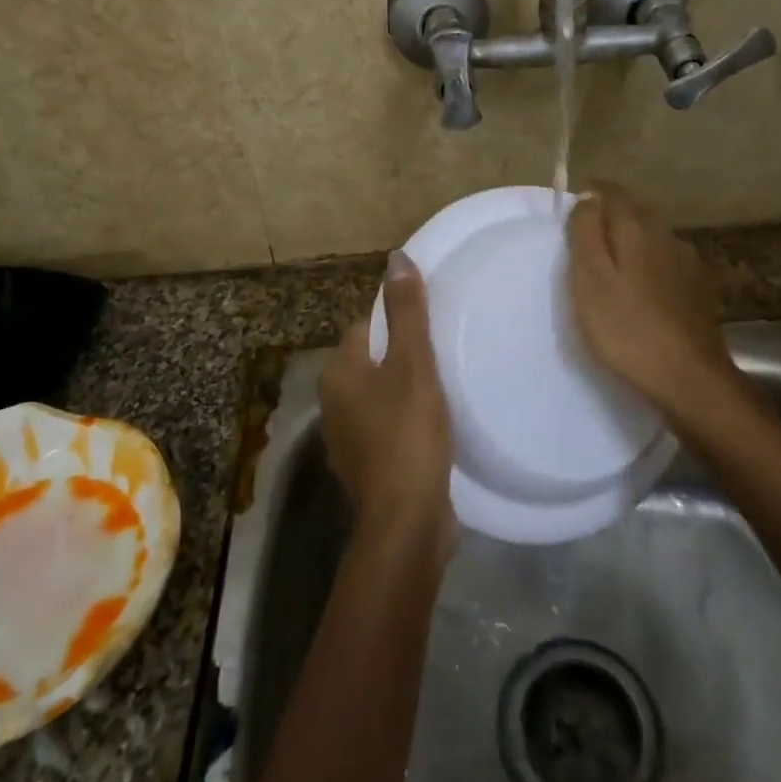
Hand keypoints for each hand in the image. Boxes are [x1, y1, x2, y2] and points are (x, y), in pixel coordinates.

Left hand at [320, 252, 456, 549]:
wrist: (406, 523)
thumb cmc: (407, 434)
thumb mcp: (413, 365)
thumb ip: (406, 313)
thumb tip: (396, 258)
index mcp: (339, 375)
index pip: (365, 328)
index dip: (395, 320)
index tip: (430, 322)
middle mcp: (334, 405)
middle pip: (371, 362)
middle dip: (402, 355)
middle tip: (444, 349)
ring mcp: (349, 440)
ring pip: (380, 397)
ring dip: (406, 389)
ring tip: (446, 383)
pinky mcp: (369, 468)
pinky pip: (389, 428)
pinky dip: (408, 421)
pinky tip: (436, 425)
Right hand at [567, 183, 739, 415]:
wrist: (689, 379)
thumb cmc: (626, 328)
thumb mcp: (590, 279)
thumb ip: (586, 233)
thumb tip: (588, 198)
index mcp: (638, 228)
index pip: (613, 193)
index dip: (592, 193)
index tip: (574, 202)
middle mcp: (668, 235)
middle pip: (636, 212)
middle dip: (612, 216)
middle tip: (586, 235)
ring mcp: (689, 263)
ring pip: (654, 238)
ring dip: (633, 241)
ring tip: (612, 264)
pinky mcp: (701, 290)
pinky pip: (668, 263)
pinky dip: (651, 265)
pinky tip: (643, 289)